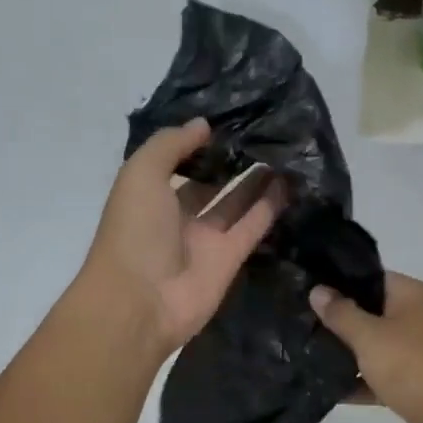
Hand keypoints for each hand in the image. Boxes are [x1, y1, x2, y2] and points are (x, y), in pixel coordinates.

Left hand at [76, 119, 280, 356]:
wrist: (141, 302)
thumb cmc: (134, 231)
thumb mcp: (141, 174)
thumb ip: (170, 145)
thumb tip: (203, 125)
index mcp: (148, 195)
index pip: (176, 163)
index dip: (198, 144)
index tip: (228, 120)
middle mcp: (176, 216)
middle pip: (207, 183)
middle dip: (230, 161)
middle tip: (263, 133)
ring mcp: (204, 239)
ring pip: (234, 204)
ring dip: (255, 181)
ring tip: (282, 152)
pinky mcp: (229, 259)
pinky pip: (252, 227)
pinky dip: (269, 206)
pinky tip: (289, 181)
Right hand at [310, 271, 422, 422]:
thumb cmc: (411, 365)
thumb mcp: (369, 335)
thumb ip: (341, 313)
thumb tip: (317, 290)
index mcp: (411, 296)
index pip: (371, 278)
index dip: (339, 282)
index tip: (307, 288)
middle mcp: (417, 318)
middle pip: (370, 312)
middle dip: (337, 320)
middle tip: (299, 321)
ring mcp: (416, 352)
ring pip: (373, 346)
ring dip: (346, 353)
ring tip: (304, 352)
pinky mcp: (413, 383)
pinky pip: (379, 376)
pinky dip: (359, 382)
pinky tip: (326, 389)